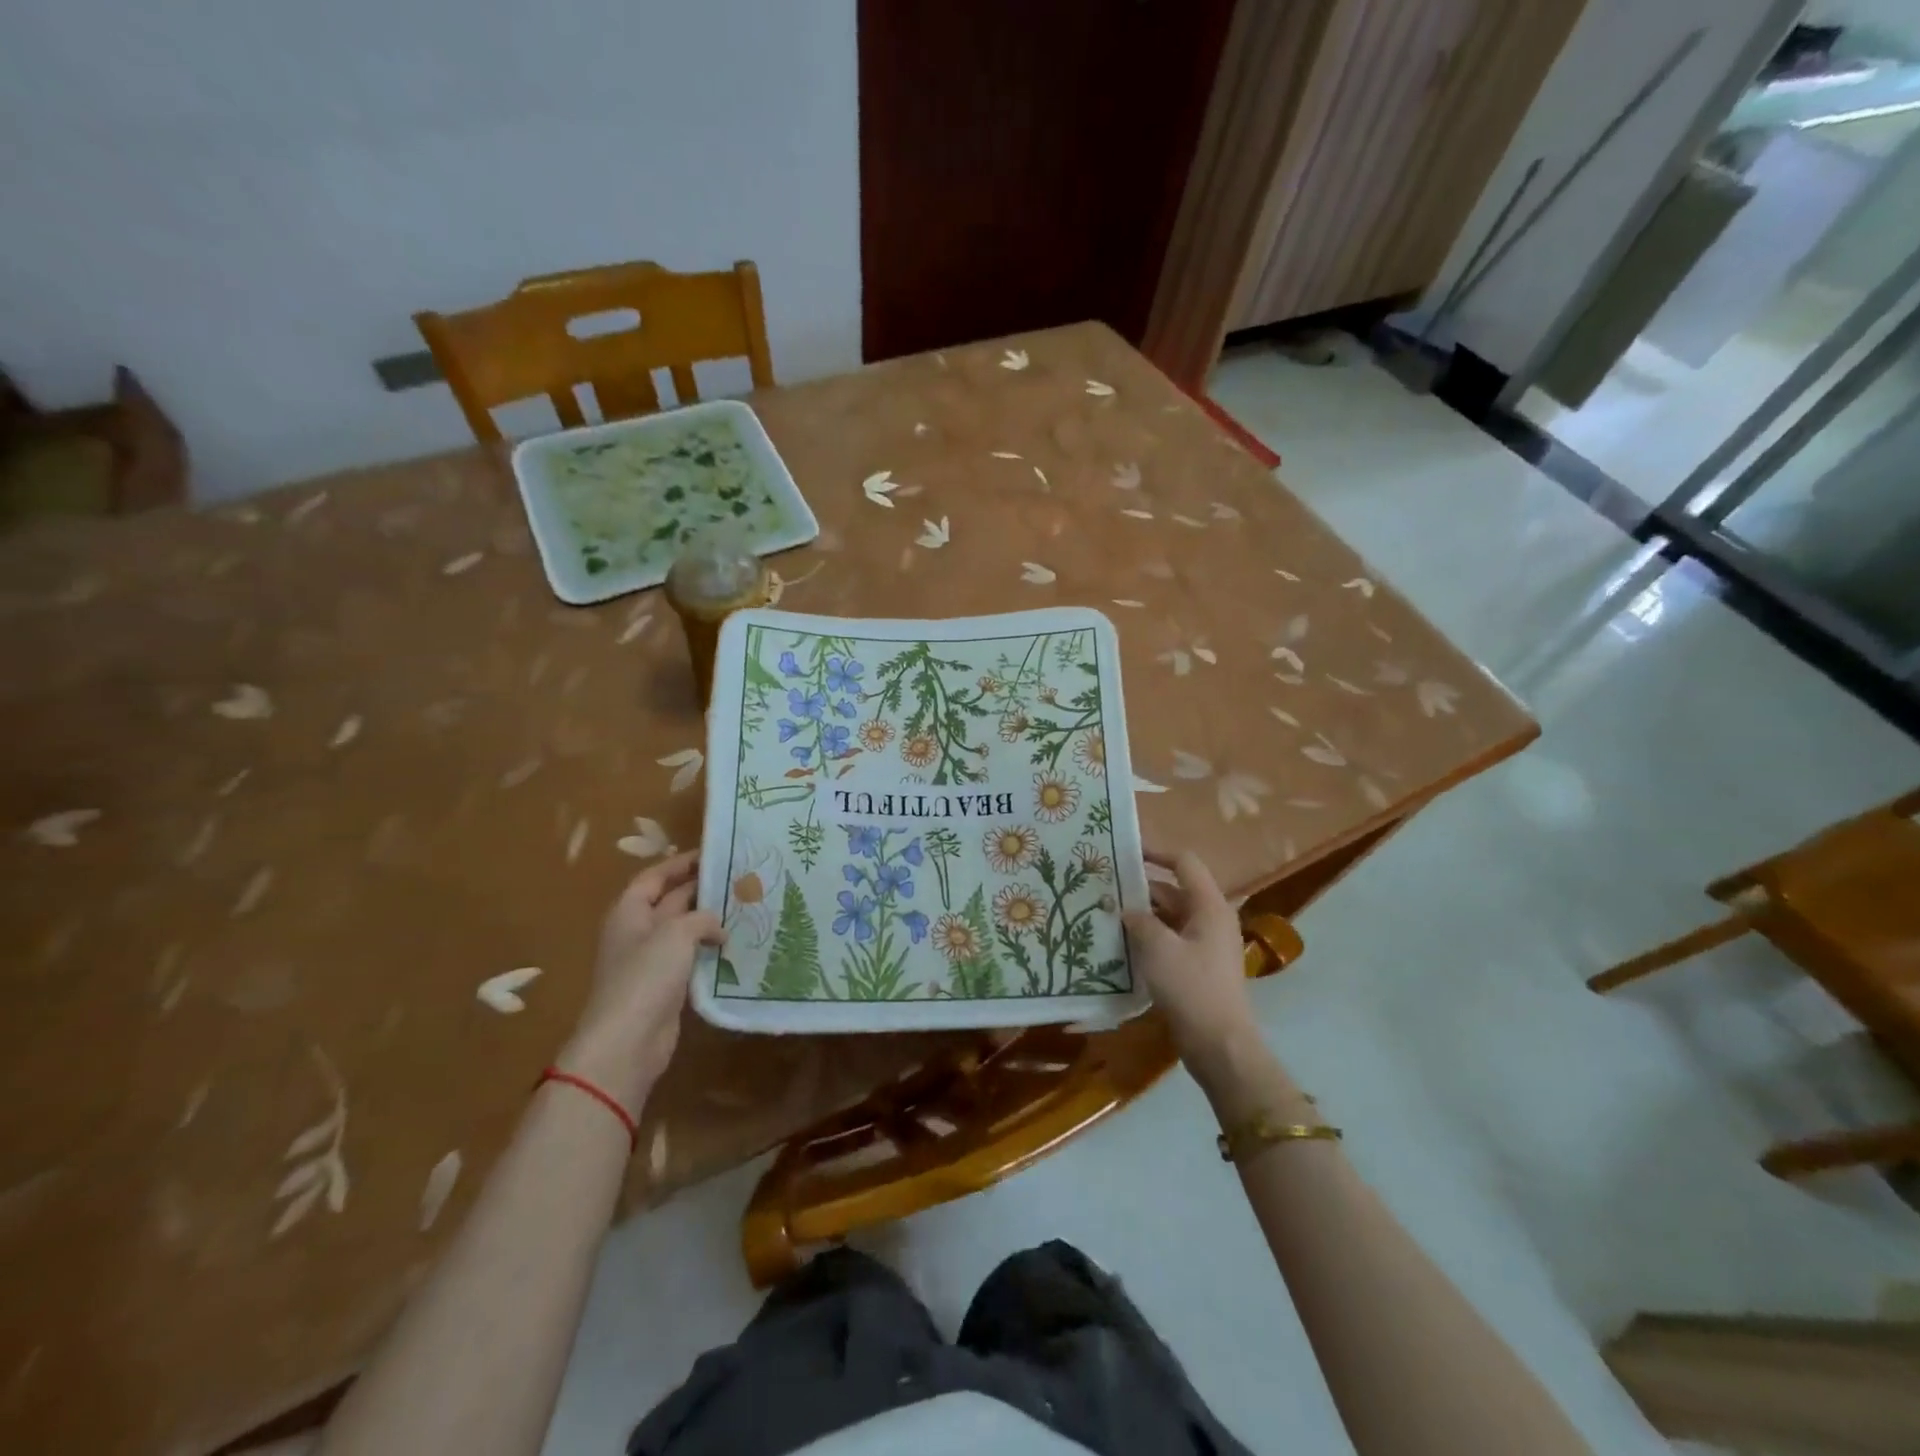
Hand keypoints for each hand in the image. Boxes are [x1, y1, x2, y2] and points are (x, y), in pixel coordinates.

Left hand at [556, 851, 724, 1117]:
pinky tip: (736, 945)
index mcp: (629, 912)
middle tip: (740, 879)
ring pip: (684, 931)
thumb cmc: (645, 977)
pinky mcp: (666, 987)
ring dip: (709, 921)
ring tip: (745, 907)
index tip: (713, 853)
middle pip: (670, 901)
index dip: (680, 864)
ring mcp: (651, 961)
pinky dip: (710, 950)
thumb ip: (701, 918)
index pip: (654, 877)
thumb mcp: (676, 934)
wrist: (627, 1042)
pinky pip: (691, 958)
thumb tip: (717, 927)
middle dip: (701, 890)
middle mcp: (638, 932)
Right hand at [1124, 849, 1257, 1075]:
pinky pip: (1171, 940)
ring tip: (1107, 915)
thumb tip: (1127, 909)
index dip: (1156, 853)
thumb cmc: (1191, 989)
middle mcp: (1212, 919)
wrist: (1220, 1046)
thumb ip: (1139, 920)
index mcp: (1210, 906)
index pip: (1184, 863)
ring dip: (1143, 915)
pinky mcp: (1199, 967)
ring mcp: (1207, 944)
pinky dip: (1150, 937)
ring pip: (1171, 917)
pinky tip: (1123, 945)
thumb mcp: (1157, 949)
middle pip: (1174, 890)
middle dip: (1142, 889)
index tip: (1125, 853)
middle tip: (1106, 889)